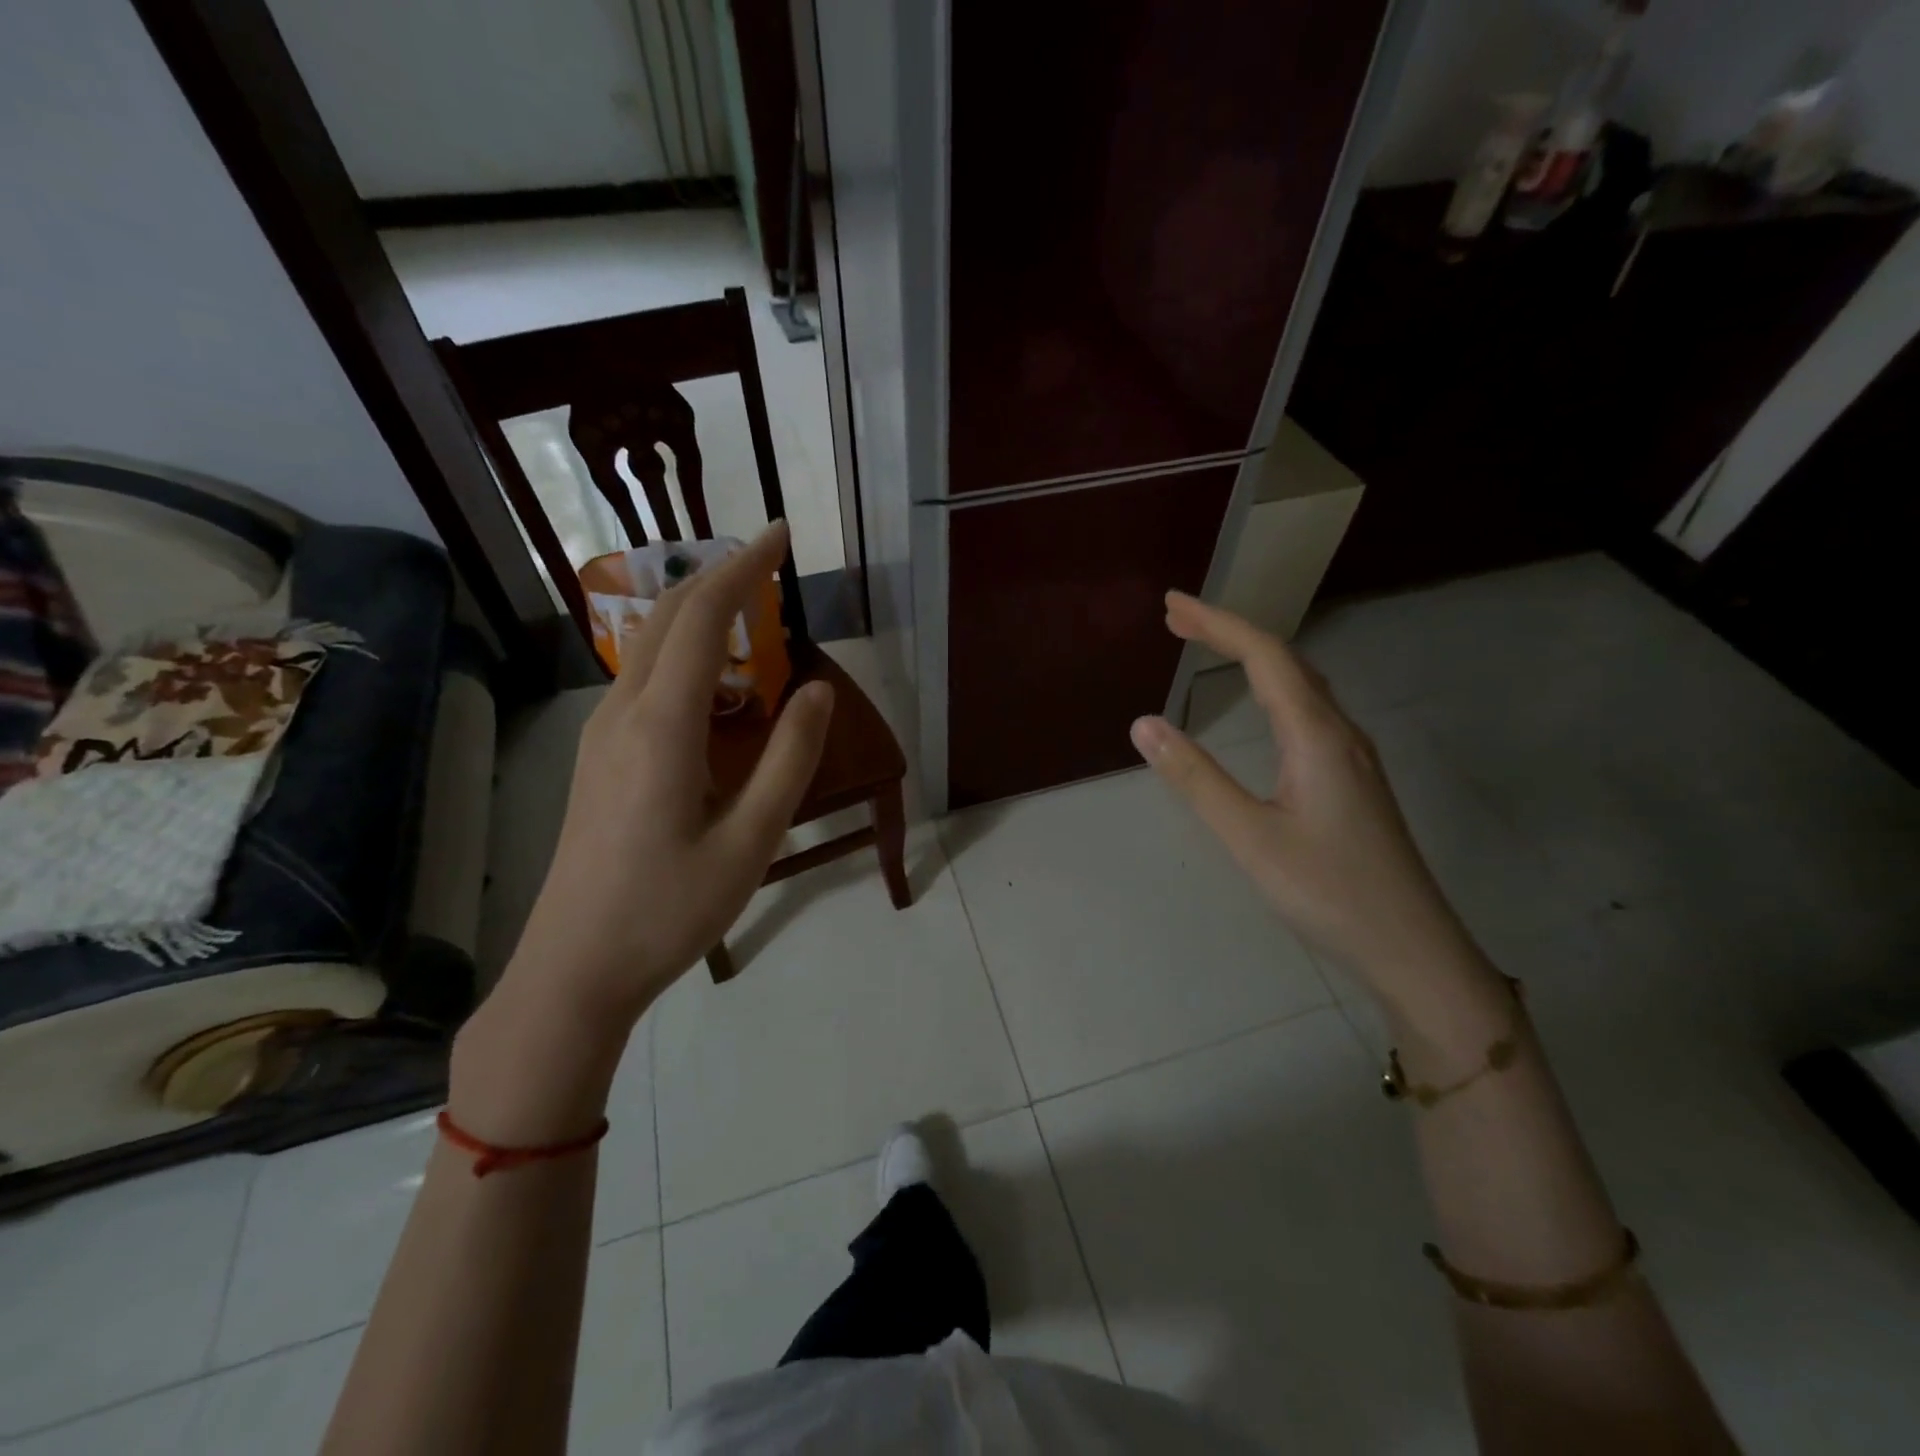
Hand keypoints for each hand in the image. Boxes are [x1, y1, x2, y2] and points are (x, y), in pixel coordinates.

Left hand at [506, 522, 833, 1024]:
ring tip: (753, 614)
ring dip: (699, 612)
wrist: (574, 970)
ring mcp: (601, 734)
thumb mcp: (751, 841)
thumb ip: (790, 760)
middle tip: (774, 562)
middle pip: (667, 615)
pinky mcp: (597, 757)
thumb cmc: (670, 910)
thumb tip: (816, 690)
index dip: (745, 567)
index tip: (781, 535)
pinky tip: (713, 683)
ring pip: (649, 645)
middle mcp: (623, 713)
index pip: (703, 615)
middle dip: (721, 574)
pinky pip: (642, 679)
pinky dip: (683, 652)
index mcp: (662, 726)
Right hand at [1131, 593, 1491, 1015]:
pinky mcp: (1353, 778)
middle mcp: (1340, 732)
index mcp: (1316, 735)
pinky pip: (1309, 709)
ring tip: (1210, 647)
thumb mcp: (1250, 837)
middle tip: (1178, 620)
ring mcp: (1352, 755)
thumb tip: (1144, 724)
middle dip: (1230, 632)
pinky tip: (1262, 704)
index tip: (1172, 605)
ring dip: (1253, 657)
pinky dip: (1272, 685)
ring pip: (1301, 684)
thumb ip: (1196, 779)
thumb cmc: (1328, 892)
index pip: (1264, 657)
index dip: (1217, 623)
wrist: (1412, 947)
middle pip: (1285, 660)